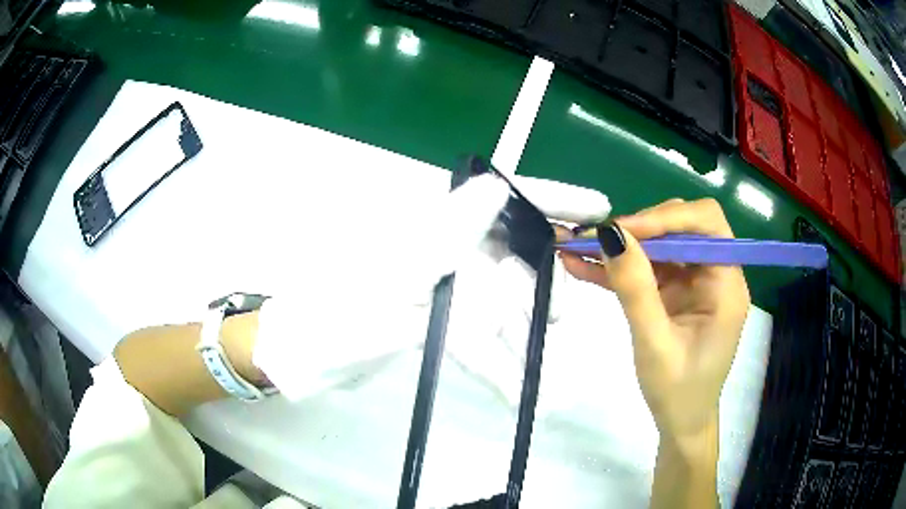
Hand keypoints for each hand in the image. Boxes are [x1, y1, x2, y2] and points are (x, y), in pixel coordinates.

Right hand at [558, 198, 749, 442]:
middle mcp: (714, 273)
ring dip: (621, 246)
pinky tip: (581, 265)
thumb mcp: (655, 344)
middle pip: (680, 227)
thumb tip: (611, 233)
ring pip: (659, 244)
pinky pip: (646, 268)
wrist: (679, 422)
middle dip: (637, 229)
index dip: (666, 217)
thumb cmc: (677, 391)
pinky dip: (617, 266)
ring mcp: (693, 282)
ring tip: (577, 247)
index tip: (622, 231)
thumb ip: (636, 289)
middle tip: (595, 240)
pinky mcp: (674, 292)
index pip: (706, 222)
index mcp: (726, 284)